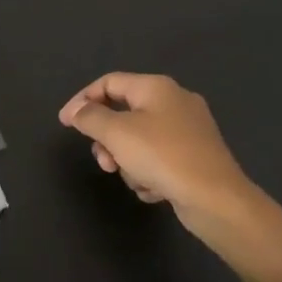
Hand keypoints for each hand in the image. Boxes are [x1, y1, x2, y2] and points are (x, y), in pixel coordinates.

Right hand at [60, 72, 281, 279]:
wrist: (216, 199)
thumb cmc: (163, 157)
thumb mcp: (117, 133)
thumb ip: (91, 117)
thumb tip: (76, 110)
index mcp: (156, 87)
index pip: (109, 83)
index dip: (83, 100)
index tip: (65, 123)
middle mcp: (174, 102)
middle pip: (123, 114)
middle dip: (108, 141)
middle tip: (105, 162)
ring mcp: (188, 130)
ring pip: (139, 141)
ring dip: (128, 162)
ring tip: (135, 179)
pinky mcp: (195, 157)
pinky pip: (158, 159)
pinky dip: (149, 174)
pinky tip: (154, 189)